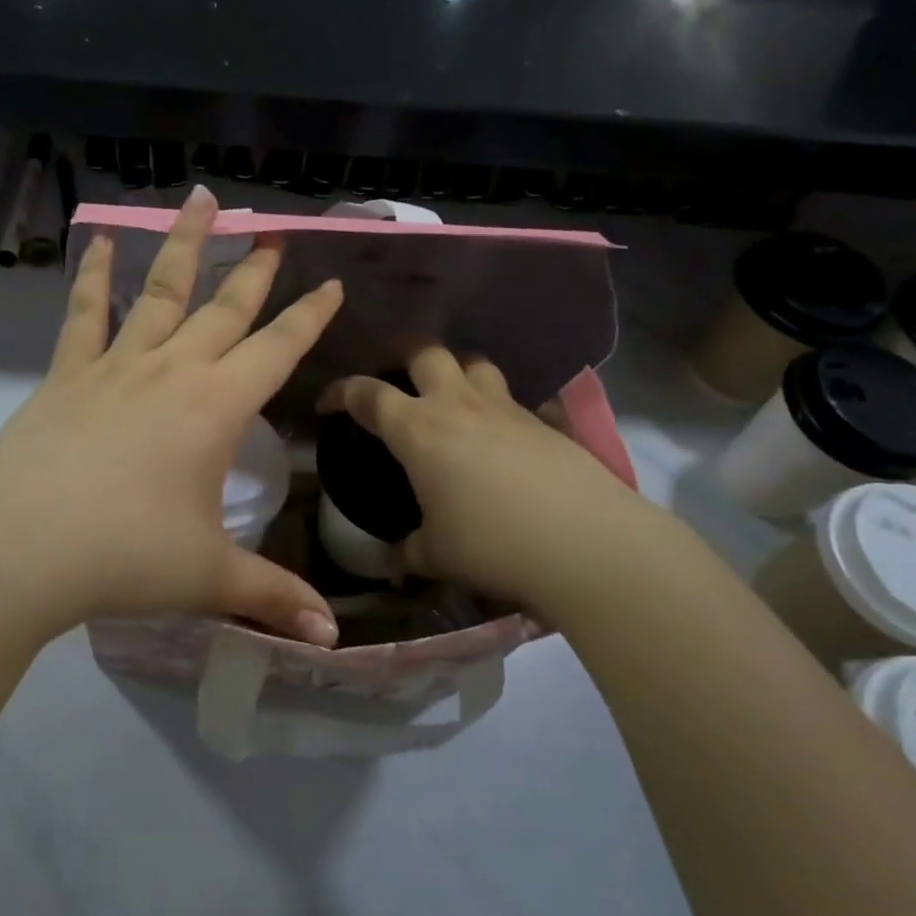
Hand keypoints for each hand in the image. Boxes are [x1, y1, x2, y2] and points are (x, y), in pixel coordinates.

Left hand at [0, 186, 343, 646]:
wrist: (17, 551)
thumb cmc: (123, 558)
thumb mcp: (208, 578)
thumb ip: (273, 599)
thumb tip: (331, 638)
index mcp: (216, 407)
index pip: (278, 348)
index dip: (310, 316)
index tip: (332, 281)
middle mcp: (172, 371)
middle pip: (225, 309)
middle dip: (255, 271)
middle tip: (273, 232)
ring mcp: (116, 366)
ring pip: (159, 291)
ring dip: (183, 245)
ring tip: (201, 200)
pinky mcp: (67, 375)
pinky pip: (84, 315)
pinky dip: (94, 277)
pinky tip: (101, 243)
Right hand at [321, 345, 660, 614]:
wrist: (585, 543)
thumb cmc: (491, 544)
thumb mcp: (436, 555)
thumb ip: (407, 552)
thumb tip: (393, 563)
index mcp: (417, 429)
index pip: (367, 394)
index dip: (342, 391)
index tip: (329, 402)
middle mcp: (458, 404)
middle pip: (425, 352)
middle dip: (403, 355)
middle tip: (396, 376)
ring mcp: (506, 407)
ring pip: (474, 362)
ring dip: (456, 370)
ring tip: (451, 395)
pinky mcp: (545, 421)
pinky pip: (513, 399)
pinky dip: (498, 407)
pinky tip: (502, 436)